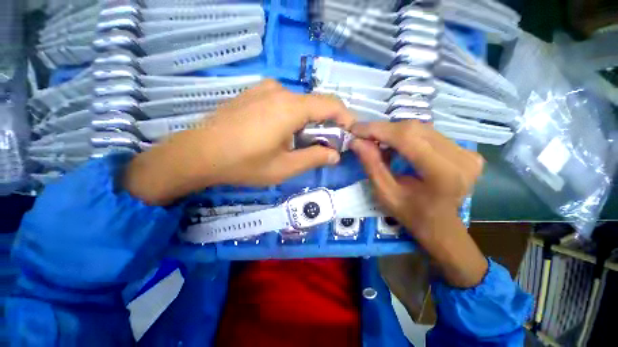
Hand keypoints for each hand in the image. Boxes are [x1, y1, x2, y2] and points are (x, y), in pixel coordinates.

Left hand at [123, 80, 354, 204]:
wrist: (198, 154)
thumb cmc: (244, 163)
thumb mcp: (285, 167)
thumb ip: (314, 158)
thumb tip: (335, 154)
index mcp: (290, 107)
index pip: (331, 104)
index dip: (345, 118)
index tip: (349, 134)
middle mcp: (279, 90)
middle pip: (315, 105)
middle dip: (325, 125)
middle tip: (324, 146)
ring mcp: (263, 89)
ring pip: (299, 104)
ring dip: (307, 122)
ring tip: (300, 143)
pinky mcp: (253, 94)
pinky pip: (283, 102)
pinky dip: (292, 117)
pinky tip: (281, 134)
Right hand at [350, 120, 487, 287]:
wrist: (440, 225)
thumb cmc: (410, 214)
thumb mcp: (384, 193)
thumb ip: (371, 165)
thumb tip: (356, 141)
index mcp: (443, 174)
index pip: (407, 138)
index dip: (378, 129)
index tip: (356, 129)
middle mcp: (461, 158)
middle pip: (414, 129)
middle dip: (383, 129)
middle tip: (363, 135)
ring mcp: (468, 152)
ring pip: (421, 128)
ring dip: (394, 132)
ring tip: (376, 139)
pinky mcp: (466, 150)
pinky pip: (429, 134)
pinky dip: (407, 135)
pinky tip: (396, 144)